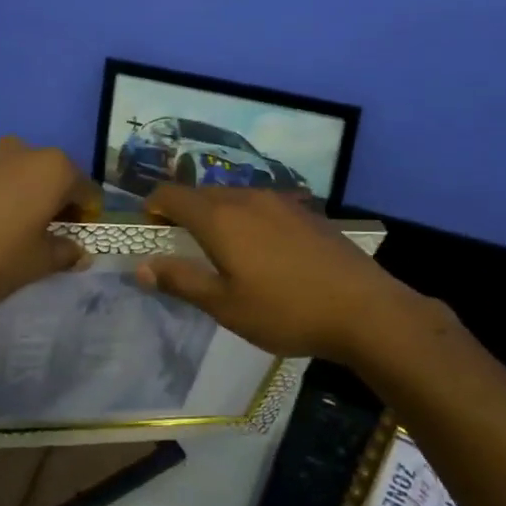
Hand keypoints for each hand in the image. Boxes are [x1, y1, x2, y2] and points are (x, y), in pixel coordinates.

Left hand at [0, 139, 101, 310]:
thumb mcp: (33, 267)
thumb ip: (64, 254)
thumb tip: (79, 251)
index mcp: (49, 170)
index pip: (84, 189)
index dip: (84, 214)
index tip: (72, 236)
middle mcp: (15, 147)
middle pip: (43, 173)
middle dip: (44, 198)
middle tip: (30, 232)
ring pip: (2, 168)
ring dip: (4, 190)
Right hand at [136, 186, 415, 362]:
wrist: (364, 309)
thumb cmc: (286, 311)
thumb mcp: (226, 305)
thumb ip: (181, 281)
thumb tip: (142, 266)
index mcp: (220, 217)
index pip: (172, 193)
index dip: (153, 206)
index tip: (149, 229)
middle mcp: (247, 198)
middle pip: (202, 193)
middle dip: (184, 212)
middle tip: (182, 247)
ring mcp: (281, 201)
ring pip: (234, 197)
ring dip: (217, 215)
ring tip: (222, 251)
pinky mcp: (306, 211)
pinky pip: (262, 205)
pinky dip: (247, 219)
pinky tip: (263, 251)